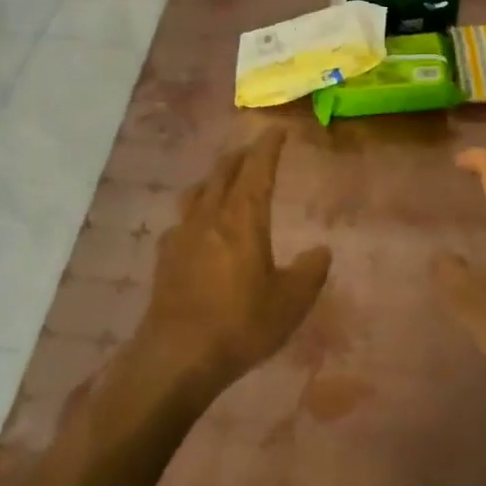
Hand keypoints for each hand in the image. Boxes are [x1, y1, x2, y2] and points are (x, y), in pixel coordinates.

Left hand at [141, 128, 331, 390]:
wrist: (176, 356)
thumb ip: (310, 271)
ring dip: (215, 178)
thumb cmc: (240, 324)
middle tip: (255, 151)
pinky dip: (196, 211)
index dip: (268, 146)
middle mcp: (210, 216)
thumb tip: (321, 251)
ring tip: (225, 180)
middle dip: (241, 156)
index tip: (277, 130)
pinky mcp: (164, 257)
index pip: (257, 168)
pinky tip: (198, 228)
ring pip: (198, 191)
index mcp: (243, 218)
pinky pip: (182, 220)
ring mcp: (182, 235)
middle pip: (223, 172)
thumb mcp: (290, 302)